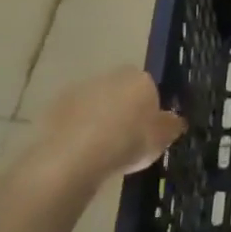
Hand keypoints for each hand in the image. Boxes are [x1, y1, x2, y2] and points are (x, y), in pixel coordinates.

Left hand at [24, 69, 185, 190]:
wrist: (76, 155)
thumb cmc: (129, 142)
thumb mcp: (162, 139)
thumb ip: (171, 126)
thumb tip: (176, 120)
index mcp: (140, 79)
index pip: (150, 87)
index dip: (149, 108)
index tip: (148, 130)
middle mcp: (110, 76)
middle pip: (121, 91)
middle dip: (123, 109)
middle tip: (126, 139)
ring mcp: (80, 89)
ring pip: (95, 102)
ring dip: (98, 118)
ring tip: (101, 150)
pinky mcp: (55, 107)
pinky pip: (73, 118)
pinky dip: (77, 130)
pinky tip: (80, 152)